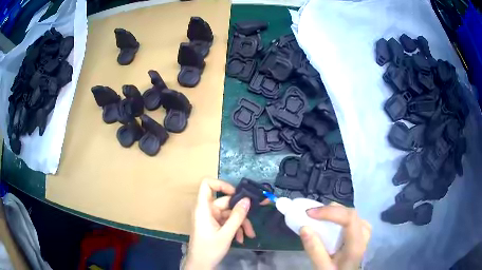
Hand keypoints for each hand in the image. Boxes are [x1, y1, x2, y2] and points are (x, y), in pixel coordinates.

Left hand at [185, 178, 254, 269]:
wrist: (201, 264)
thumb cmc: (209, 249)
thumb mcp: (226, 234)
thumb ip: (237, 216)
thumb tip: (247, 200)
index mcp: (203, 208)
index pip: (207, 184)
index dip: (221, 184)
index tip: (237, 193)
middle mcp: (206, 210)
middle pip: (225, 202)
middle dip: (240, 213)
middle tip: (252, 223)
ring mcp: (210, 218)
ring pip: (229, 213)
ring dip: (240, 224)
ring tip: (249, 235)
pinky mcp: (213, 225)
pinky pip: (227, 221)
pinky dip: (235, 228)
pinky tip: (241, 239)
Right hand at [300, 204, 370, 269]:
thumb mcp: (323, 268)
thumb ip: (315, 251)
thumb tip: (304, 227)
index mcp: (357, 244)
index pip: (350, 218)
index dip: (330, 212)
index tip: (310, 213)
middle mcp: (364, 234)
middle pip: (350, 213)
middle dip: (330, 211)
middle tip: (311, 215)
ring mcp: (364, 232)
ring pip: (351, 214)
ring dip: (334, 213)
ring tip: (318, 218)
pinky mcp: (360, 232)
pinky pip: (351, 218)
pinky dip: (338, 217)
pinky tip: (329, 223)